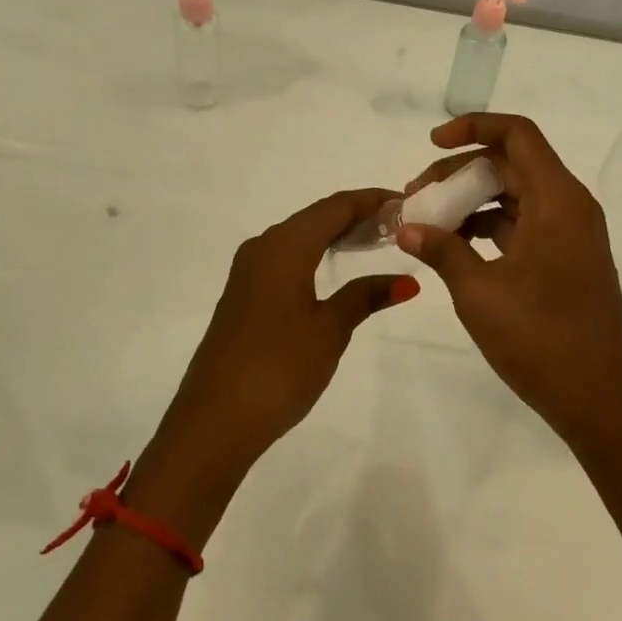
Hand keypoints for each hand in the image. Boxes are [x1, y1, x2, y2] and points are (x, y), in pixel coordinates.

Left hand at [156, 188, 418, 478]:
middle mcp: (263, 247)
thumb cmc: (279, 367)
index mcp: (285, 246)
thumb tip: (406, 281)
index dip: (370, 200)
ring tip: (376, 242)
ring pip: (299, 237)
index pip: (334, 207)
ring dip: (334, 235)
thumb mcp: (329, 330)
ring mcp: (248, 272)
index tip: (406, 201)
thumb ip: (365, 296)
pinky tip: (335, 270)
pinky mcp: (243, 295)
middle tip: (398, 223)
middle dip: (356, 215)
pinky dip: (315, 255)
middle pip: (315, 217)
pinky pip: (286, 258)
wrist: (215, 419)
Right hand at [397, 114, 621, 446]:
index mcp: (557, 199)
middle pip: (511, 164)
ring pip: (515, 196)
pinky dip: (488, 227)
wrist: (601, 399)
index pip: (517, 135)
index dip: (473, 127)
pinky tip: (455, 248)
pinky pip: (522, 225)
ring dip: (471, 201)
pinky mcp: (565, 261)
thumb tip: (406, 227)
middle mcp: (569, 207)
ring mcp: (569, 235)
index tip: (432, 143)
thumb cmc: (541, 337)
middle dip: (460, 171)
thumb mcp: (479, 291)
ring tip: (428, 224)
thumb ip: (442, 250)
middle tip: (417, 196)